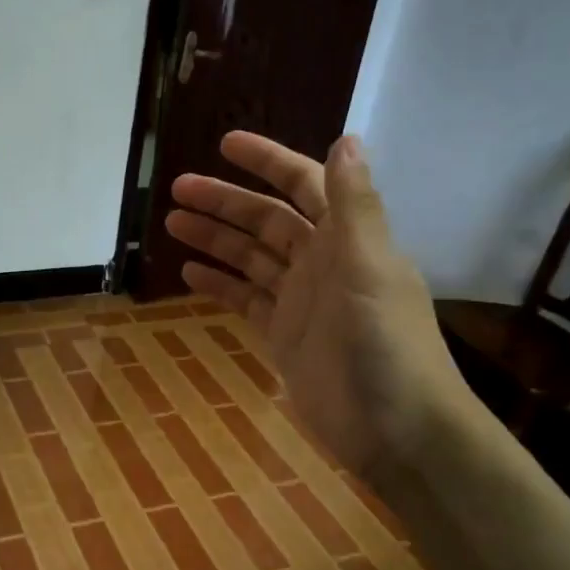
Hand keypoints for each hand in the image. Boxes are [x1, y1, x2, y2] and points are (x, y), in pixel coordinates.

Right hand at [167, 132, 476, 478]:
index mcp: (347, 239)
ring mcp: (300, 300)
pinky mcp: (284, 335)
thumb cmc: (386, 344)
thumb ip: (354, 205)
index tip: (226, 144)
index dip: (268, 161)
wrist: (398, 432)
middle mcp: (322, 262)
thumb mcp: (370, 268)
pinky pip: (245, 299)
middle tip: (178, 188)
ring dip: (215, 238)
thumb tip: (346, 137)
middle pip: (266, 220)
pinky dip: (220, 284)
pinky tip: (189, 273)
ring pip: (251, 257)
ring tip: (172, 223)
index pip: (304, 184)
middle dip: (224, 201)